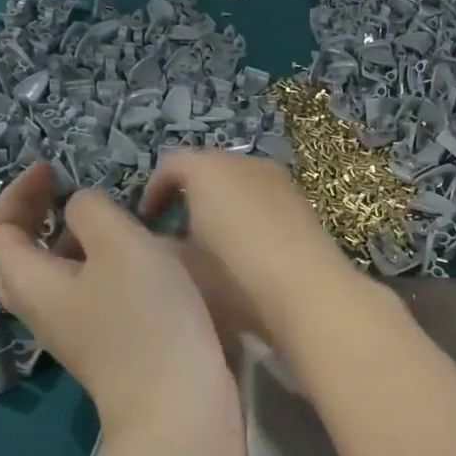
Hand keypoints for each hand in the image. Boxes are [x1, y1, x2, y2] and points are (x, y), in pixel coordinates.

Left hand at [0, 163, 233, 432]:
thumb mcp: (119, 244)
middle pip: (16, 258)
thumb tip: (81, 209)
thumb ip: (91, 210)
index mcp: (31, 282)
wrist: (178, 403)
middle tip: (65, 193)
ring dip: (68, 241)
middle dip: (34, 217)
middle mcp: (41, 310)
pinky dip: (94, 265)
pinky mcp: (103, 345)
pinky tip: (134, 259)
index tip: (52, 169)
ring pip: (51, 277)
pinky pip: (82, 294)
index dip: (16, 193)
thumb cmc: (145, 317)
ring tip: (107, 220)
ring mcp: (72, 332)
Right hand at [140, 150, 367, 352]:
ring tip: (213, 242)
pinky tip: (248, 250)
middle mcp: (245, 163)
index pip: (171, 165)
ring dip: (222, 205)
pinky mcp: (303, 203)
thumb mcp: (185, 267)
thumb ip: (163, 248)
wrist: (308, 292)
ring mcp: (279, 181)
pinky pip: (264, 200)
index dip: (153, 191)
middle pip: (209, 169)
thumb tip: (158, 241)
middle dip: (190, 195)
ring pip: (240, 184)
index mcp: (208, 169)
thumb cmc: (234, 276)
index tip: (146, 220)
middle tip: (176, 230)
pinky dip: (250, 215)